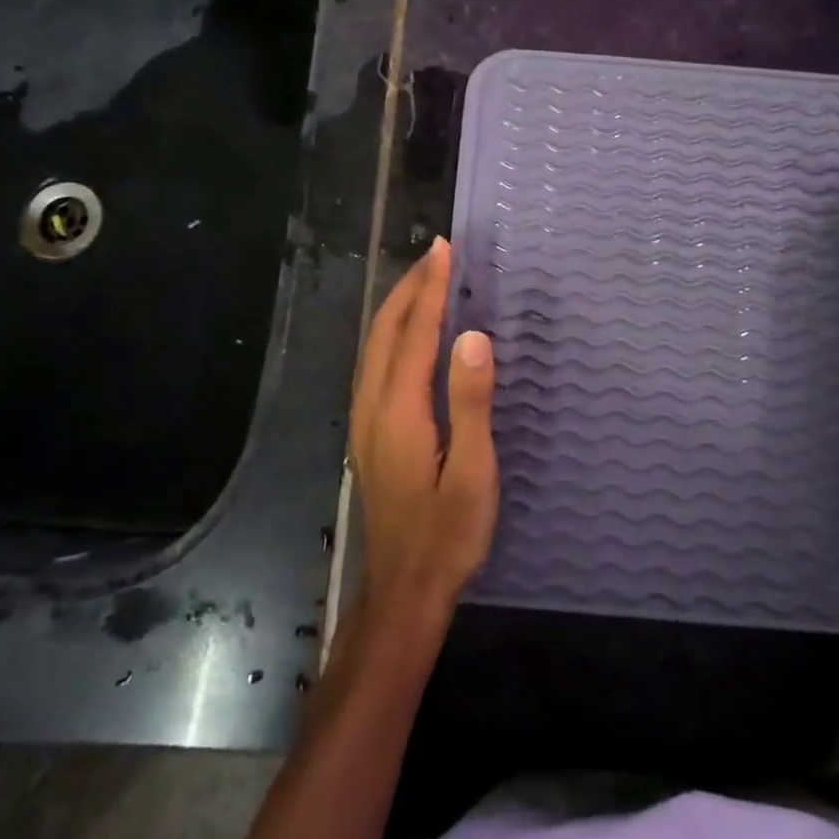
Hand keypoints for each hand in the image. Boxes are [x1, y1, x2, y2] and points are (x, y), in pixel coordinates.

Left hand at [350, 238, 498, 629]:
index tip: (444, 249)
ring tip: (424, 280)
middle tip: (436, 253)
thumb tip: (473, 336)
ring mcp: (364, 419)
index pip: (415, 332)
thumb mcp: (473, 472)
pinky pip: (375, 363)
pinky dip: (392, 332)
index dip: (430, 288)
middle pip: (385, 331)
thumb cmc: (448, 533)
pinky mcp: (368, 432)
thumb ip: (470, 402)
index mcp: (400, 409)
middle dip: (410, 287)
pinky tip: (407, 334)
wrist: (403, 589)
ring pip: (374, 345)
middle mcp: (372, 405)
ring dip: (398, 306)